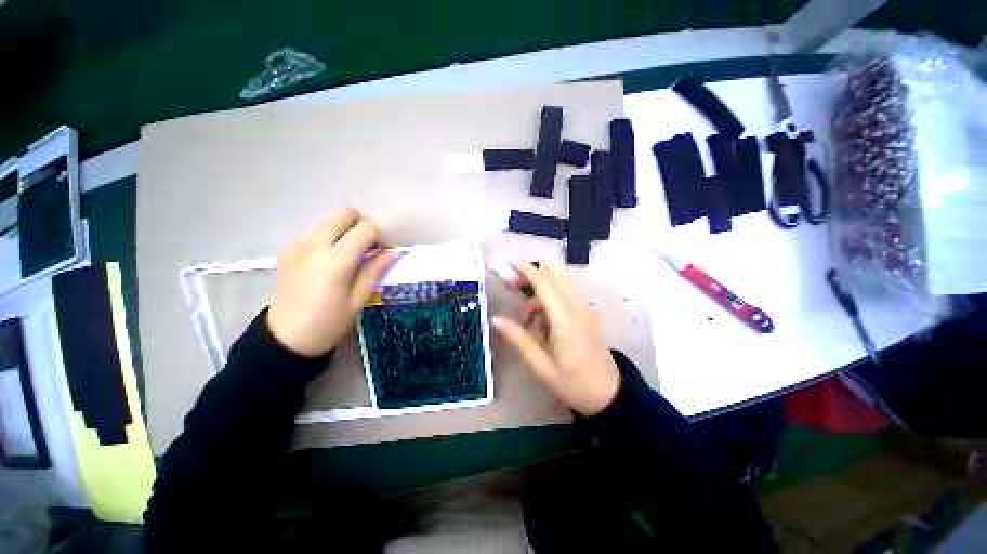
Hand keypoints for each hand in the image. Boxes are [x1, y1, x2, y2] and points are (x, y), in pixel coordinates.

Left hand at [266, 208, 398, 356]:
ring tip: (352, 250)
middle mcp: (315, 244)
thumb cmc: (328, 323)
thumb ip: (375, 271)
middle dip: (363, 225)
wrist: (285, 337)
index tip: (386, 250)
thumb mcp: (358, 300)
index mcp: (336, 260)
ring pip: (328, 218)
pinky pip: (314, 229)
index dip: (381, 235)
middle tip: (370, 246)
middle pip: (345, 214)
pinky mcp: (288, 249)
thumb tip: (393, 252)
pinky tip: (332, 255)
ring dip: (346, 228)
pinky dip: (329, 234)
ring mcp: (298, 244)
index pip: (366, 228)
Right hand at [492, 262, 620, 415]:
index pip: (545, 285)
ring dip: (538, 289)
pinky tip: (539, 321)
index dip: (527, 270)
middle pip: (553, 277)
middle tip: (510, 285)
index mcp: (566, 321)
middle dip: (530, 275)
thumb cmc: (573, 383)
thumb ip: (519, 339)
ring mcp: (584, 310)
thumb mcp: (541, 366)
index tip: (510, 262)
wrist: (608, 394)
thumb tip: (496, 319)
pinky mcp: (585, 314)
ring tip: (523, 314)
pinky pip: (564, 296)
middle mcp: (577, 308)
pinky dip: (548, 299)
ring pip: (559, 285)